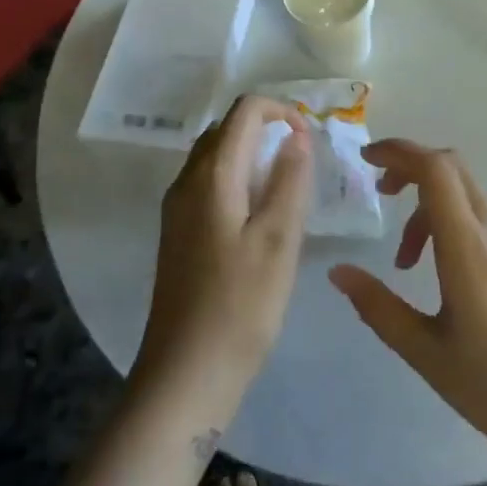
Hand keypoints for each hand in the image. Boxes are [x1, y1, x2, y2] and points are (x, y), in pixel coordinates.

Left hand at [135, 97, 313, 417]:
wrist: (184, 374)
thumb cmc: (240, 306)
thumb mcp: (279, 240)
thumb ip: (289, 180)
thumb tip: (295, 136)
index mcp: (212, 176)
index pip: (244, 111)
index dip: (280, 111)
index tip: (309, 138)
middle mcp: (186, 181)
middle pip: (226, 129)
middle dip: (266, 129)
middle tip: (303, 160)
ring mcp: (177, 208)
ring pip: (215, 156)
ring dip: (252, 154)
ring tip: (287, 184)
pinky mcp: (177, 232)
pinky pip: (208, 183)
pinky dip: (238, 178)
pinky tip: (259, 214)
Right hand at [328, 141, 486, 466]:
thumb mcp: (424, 352)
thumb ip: (378, 306)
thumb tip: (338, 271)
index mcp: (468, 248)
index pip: (436, 169)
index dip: (399, 151)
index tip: (366, 158)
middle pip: (452, 168)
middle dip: (410, 167)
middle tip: (380, 192)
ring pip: (465, 194)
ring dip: (428, 204)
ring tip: (405, 260)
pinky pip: (480, 219)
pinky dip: (449, 223)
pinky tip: (439, 273)